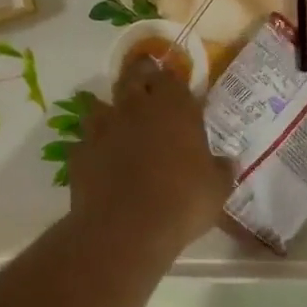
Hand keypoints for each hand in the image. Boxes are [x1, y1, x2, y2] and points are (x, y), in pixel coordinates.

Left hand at [70, 53, 234, 264]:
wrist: (126, 229)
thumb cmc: (183, 202)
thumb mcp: (217, 189)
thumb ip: (221, 169)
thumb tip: (226, 161)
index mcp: (174, 108)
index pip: (171, 78)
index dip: (172, 81)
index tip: (176, 89)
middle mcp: (136, 108)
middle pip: (134, 78)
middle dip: (140, 78)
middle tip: (146, 86)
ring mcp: (103, 128)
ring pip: (100, 104)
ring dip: (110, 110)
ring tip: (119, 124)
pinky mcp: (79, 153)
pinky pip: (85, 141)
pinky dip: (93, 146)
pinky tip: (101, 160)